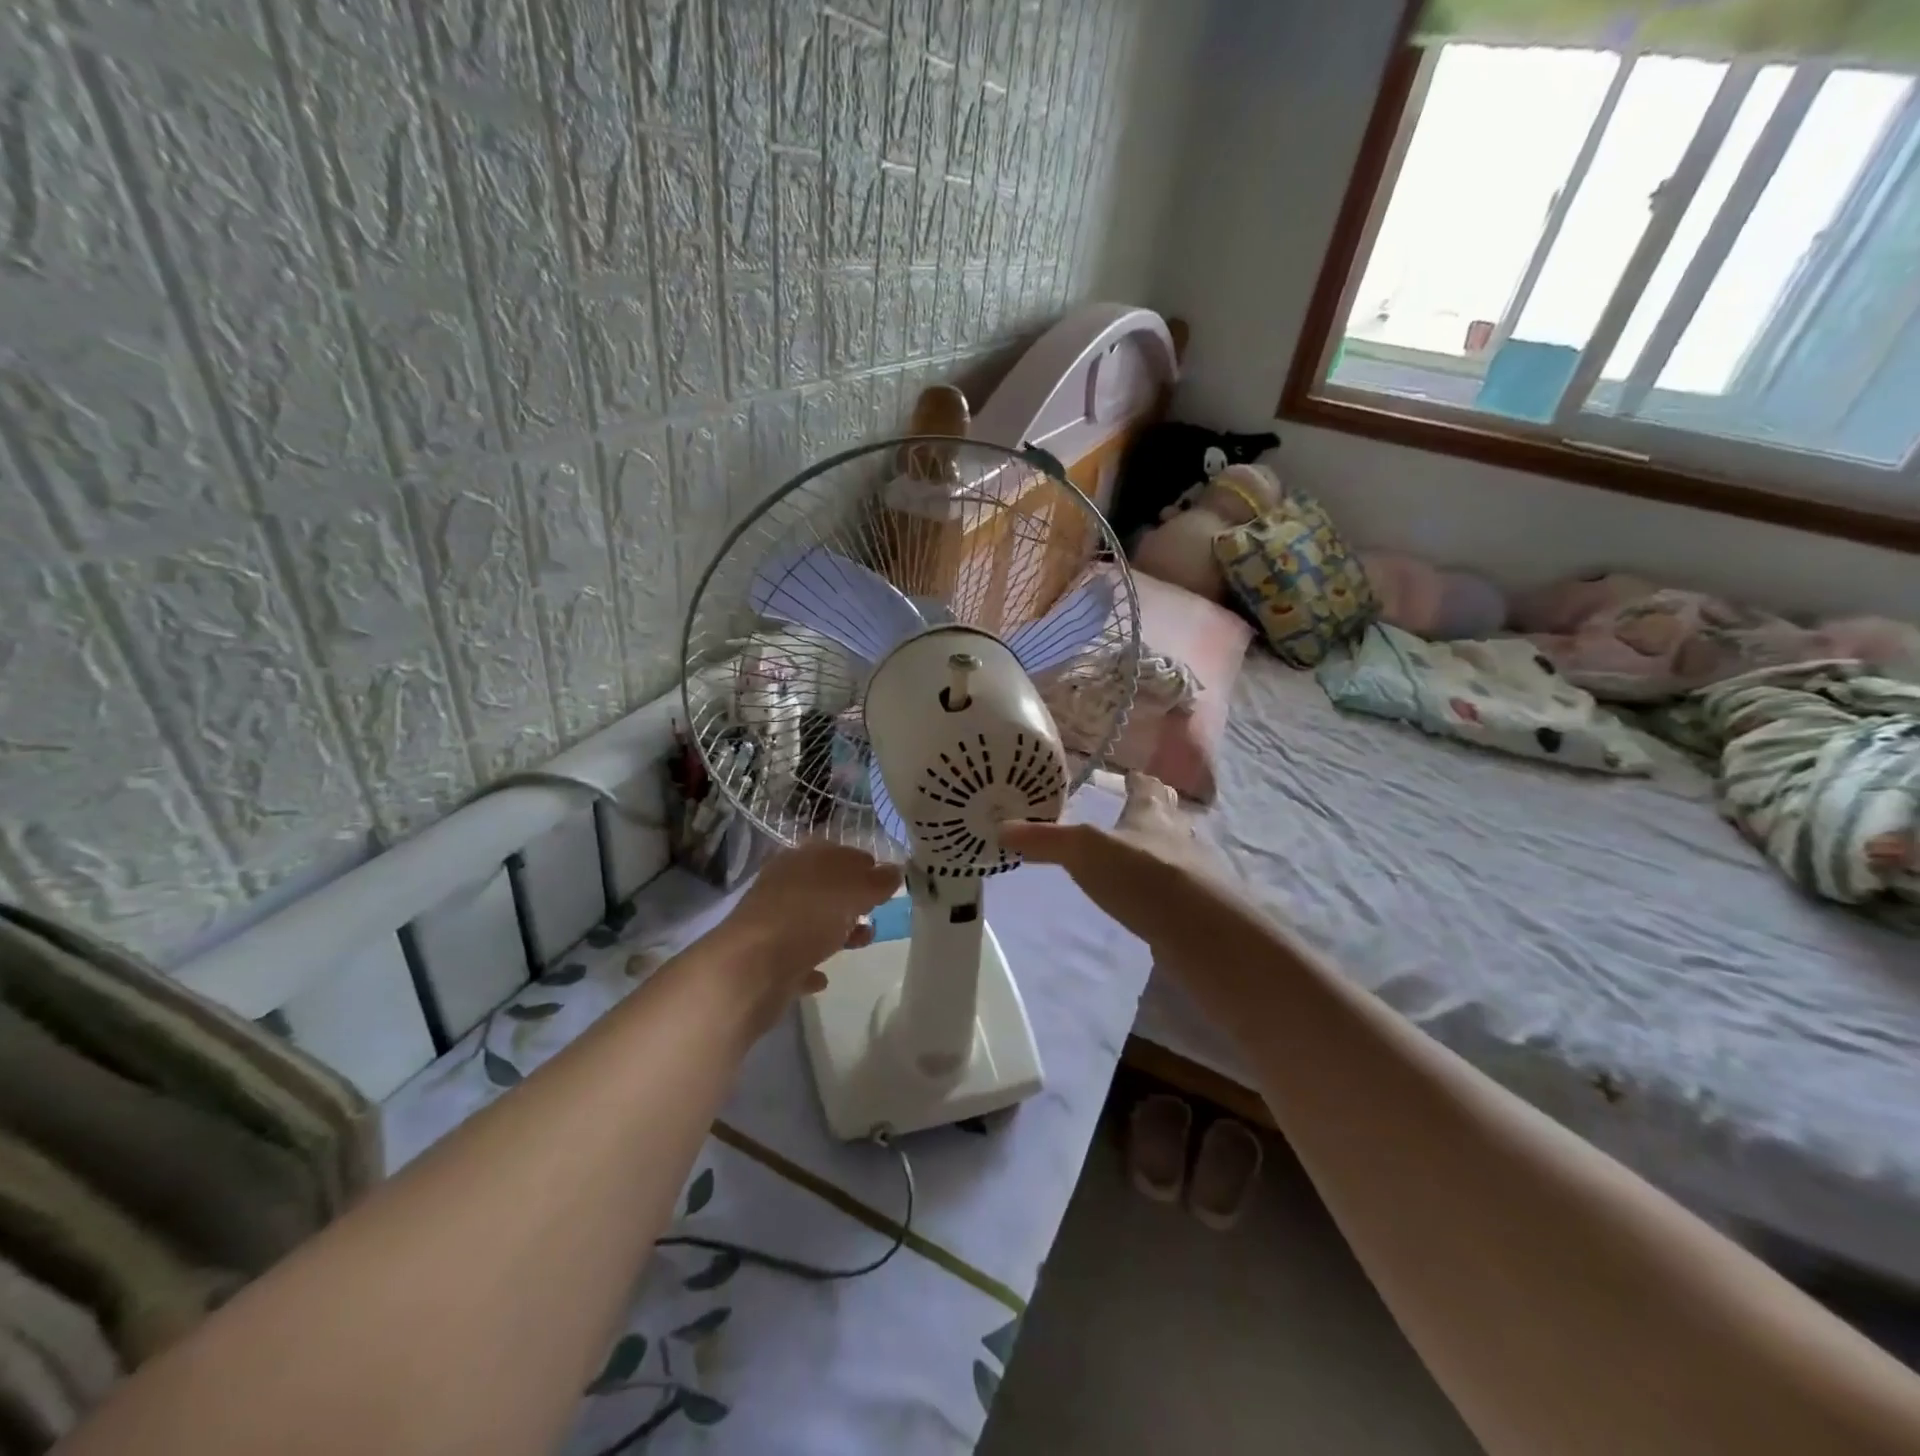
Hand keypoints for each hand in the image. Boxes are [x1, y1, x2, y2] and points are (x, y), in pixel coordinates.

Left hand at [710, 842, 901, 1031]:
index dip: (864, 863)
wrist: (751, 969)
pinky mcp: (768, 960)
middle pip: (825, 887)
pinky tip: (825, 977)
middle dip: (853, 898)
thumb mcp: (853, 891)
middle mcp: (785, 886)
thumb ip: (877, 881)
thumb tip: (894, 870)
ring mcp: (774, 924)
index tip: (888, 880)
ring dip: (839, 931)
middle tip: (879, 911)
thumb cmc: (807, 917)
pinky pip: (796, 960)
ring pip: (812, 922)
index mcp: (802, 859)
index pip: (837, 852)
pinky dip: (812, 964)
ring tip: (864, 943)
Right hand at [1000, 772, 1230, 951]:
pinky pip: (1180, 888)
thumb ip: (1044, 840)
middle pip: (1169, 815)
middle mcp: (1177, 836)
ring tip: (1146, 852)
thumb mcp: (1083, 851)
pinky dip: (1166, 886)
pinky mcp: (1198, 907)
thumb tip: (1001, 829)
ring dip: (1164, 847)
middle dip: (1157, 810)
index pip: (1145, 789)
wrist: (1198, 928)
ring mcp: (1193, 872)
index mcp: (1150, 815)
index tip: (1132, 774)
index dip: (1137, 781)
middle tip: (1143, 808)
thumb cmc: (1141, 874)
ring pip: (1179, 849)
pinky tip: (1154, 898)